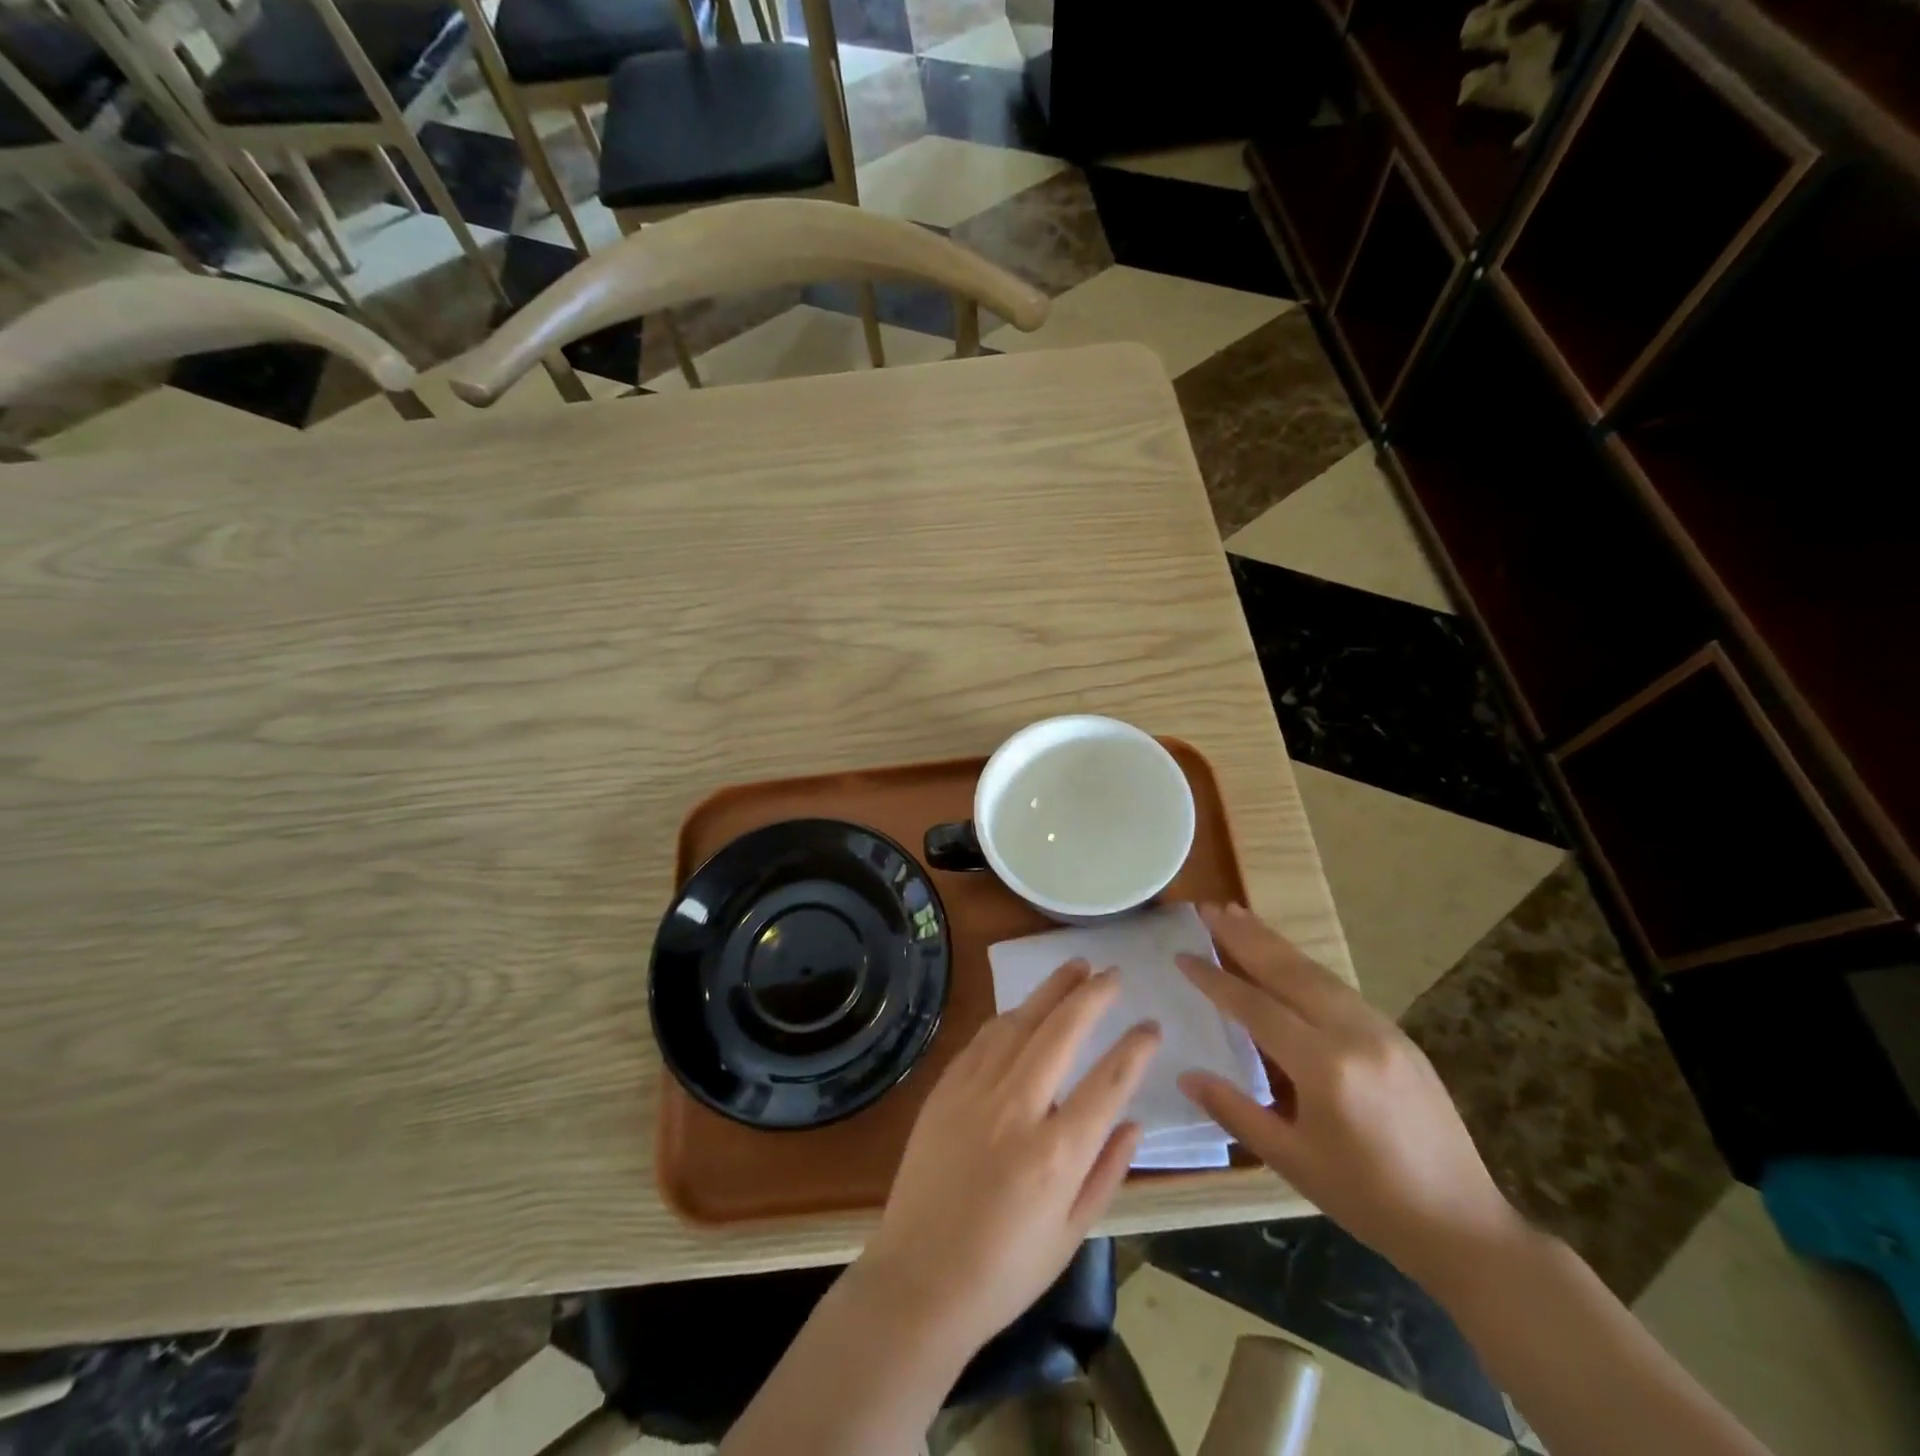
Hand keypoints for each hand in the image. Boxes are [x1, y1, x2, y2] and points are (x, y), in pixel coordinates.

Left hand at [858, 960, 1160, 1357]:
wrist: (920, 1280)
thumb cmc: (1005, 1271)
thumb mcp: (1071, 1234)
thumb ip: (1107, 1172)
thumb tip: (1134, 1120)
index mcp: (1056, 1154)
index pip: (1107, 1082)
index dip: (1135, 1048)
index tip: (1150, 1025)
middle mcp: (1016, 1110)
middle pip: (1061, 1033)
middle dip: (1091, 996)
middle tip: (1112, 973)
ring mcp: (975, 1093)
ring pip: (1019, 1023)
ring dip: (1049, 991)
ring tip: (1074, 969)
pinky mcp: (945, 1090)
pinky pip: (983, 1039)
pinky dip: (1010, 1017)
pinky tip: (1024, 1008)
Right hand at [1177, 904, 1521, 1290]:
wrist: (1463, 1226)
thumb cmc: (1367, 1200)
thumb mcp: (1292, 1161)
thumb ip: (1235, 1111)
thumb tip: (1186, 1075)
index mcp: (1325, 1066)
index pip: (1256, 1007)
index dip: (1215, 979)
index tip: (1182, 955)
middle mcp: (1354, 1034)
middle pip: (1288, 971)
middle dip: (1244, 936)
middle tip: (1208, 908)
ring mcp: (1382, 1029)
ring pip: (1316, 972)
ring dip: (1274, 941)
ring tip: (1238, 914)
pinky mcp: (1398, 1035)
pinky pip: (1339, 988)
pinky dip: (1304, 965)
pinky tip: (1285, 958)